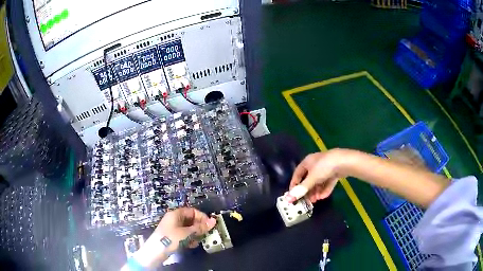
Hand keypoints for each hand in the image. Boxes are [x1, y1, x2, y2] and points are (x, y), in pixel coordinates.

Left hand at [155, 207, 216, 250]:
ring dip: (195, 235)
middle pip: (190, 220)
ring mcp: (172, 228)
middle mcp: (174, 219)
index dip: (202, 217)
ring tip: (198, 241)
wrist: (156, 251)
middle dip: (199, 227)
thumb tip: (213, 221)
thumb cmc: (171, 238)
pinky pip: (184, 235)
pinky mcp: (172, 237)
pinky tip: (191, 245)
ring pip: (188, 229)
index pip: (192, 211)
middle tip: (205, 234)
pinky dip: (189, 239)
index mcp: (176, 214)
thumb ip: (200, 228)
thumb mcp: (187, 233)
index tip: (209, 225)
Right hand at [289, 149, 345, 202]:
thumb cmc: (324, 167)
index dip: (294, 184)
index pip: (297, 174)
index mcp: (307, 162)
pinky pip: (327, 181)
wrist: (345, 161)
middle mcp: (315, 163)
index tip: (294, 195)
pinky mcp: (334, 171)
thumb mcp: (312, 179)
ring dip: (316, 191)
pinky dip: (325, 189)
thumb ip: (301, 189)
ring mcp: (326, 167)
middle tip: (307, 200)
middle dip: (308, 191)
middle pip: (308, 179)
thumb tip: (288, 199)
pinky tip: (323, 196)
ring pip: (318, 181)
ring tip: (316, 200)